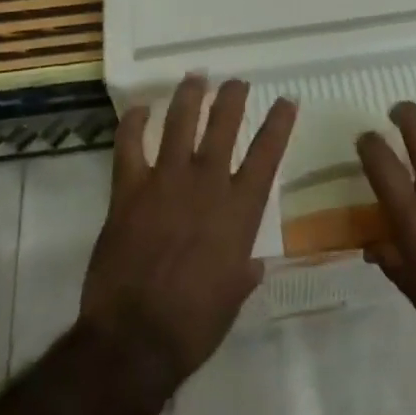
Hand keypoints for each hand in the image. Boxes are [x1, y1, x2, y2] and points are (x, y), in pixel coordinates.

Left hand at [80, 76, 295, 391]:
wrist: (137, 337)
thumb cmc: (195, 323)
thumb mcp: (233, 297)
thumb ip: (244, 271)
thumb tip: (252, 264)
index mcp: (240, 209)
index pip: (267, 153)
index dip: (279, 122)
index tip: (286, 99)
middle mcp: (207, 183)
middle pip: (223, 125)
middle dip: (232, 97)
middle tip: (236, 81)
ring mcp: (166, 181)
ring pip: (180, 123)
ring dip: (189, 96)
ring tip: (195, 77)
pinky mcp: (129, 190)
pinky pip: (129, 146)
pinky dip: (132, 124)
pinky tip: (138, 109)